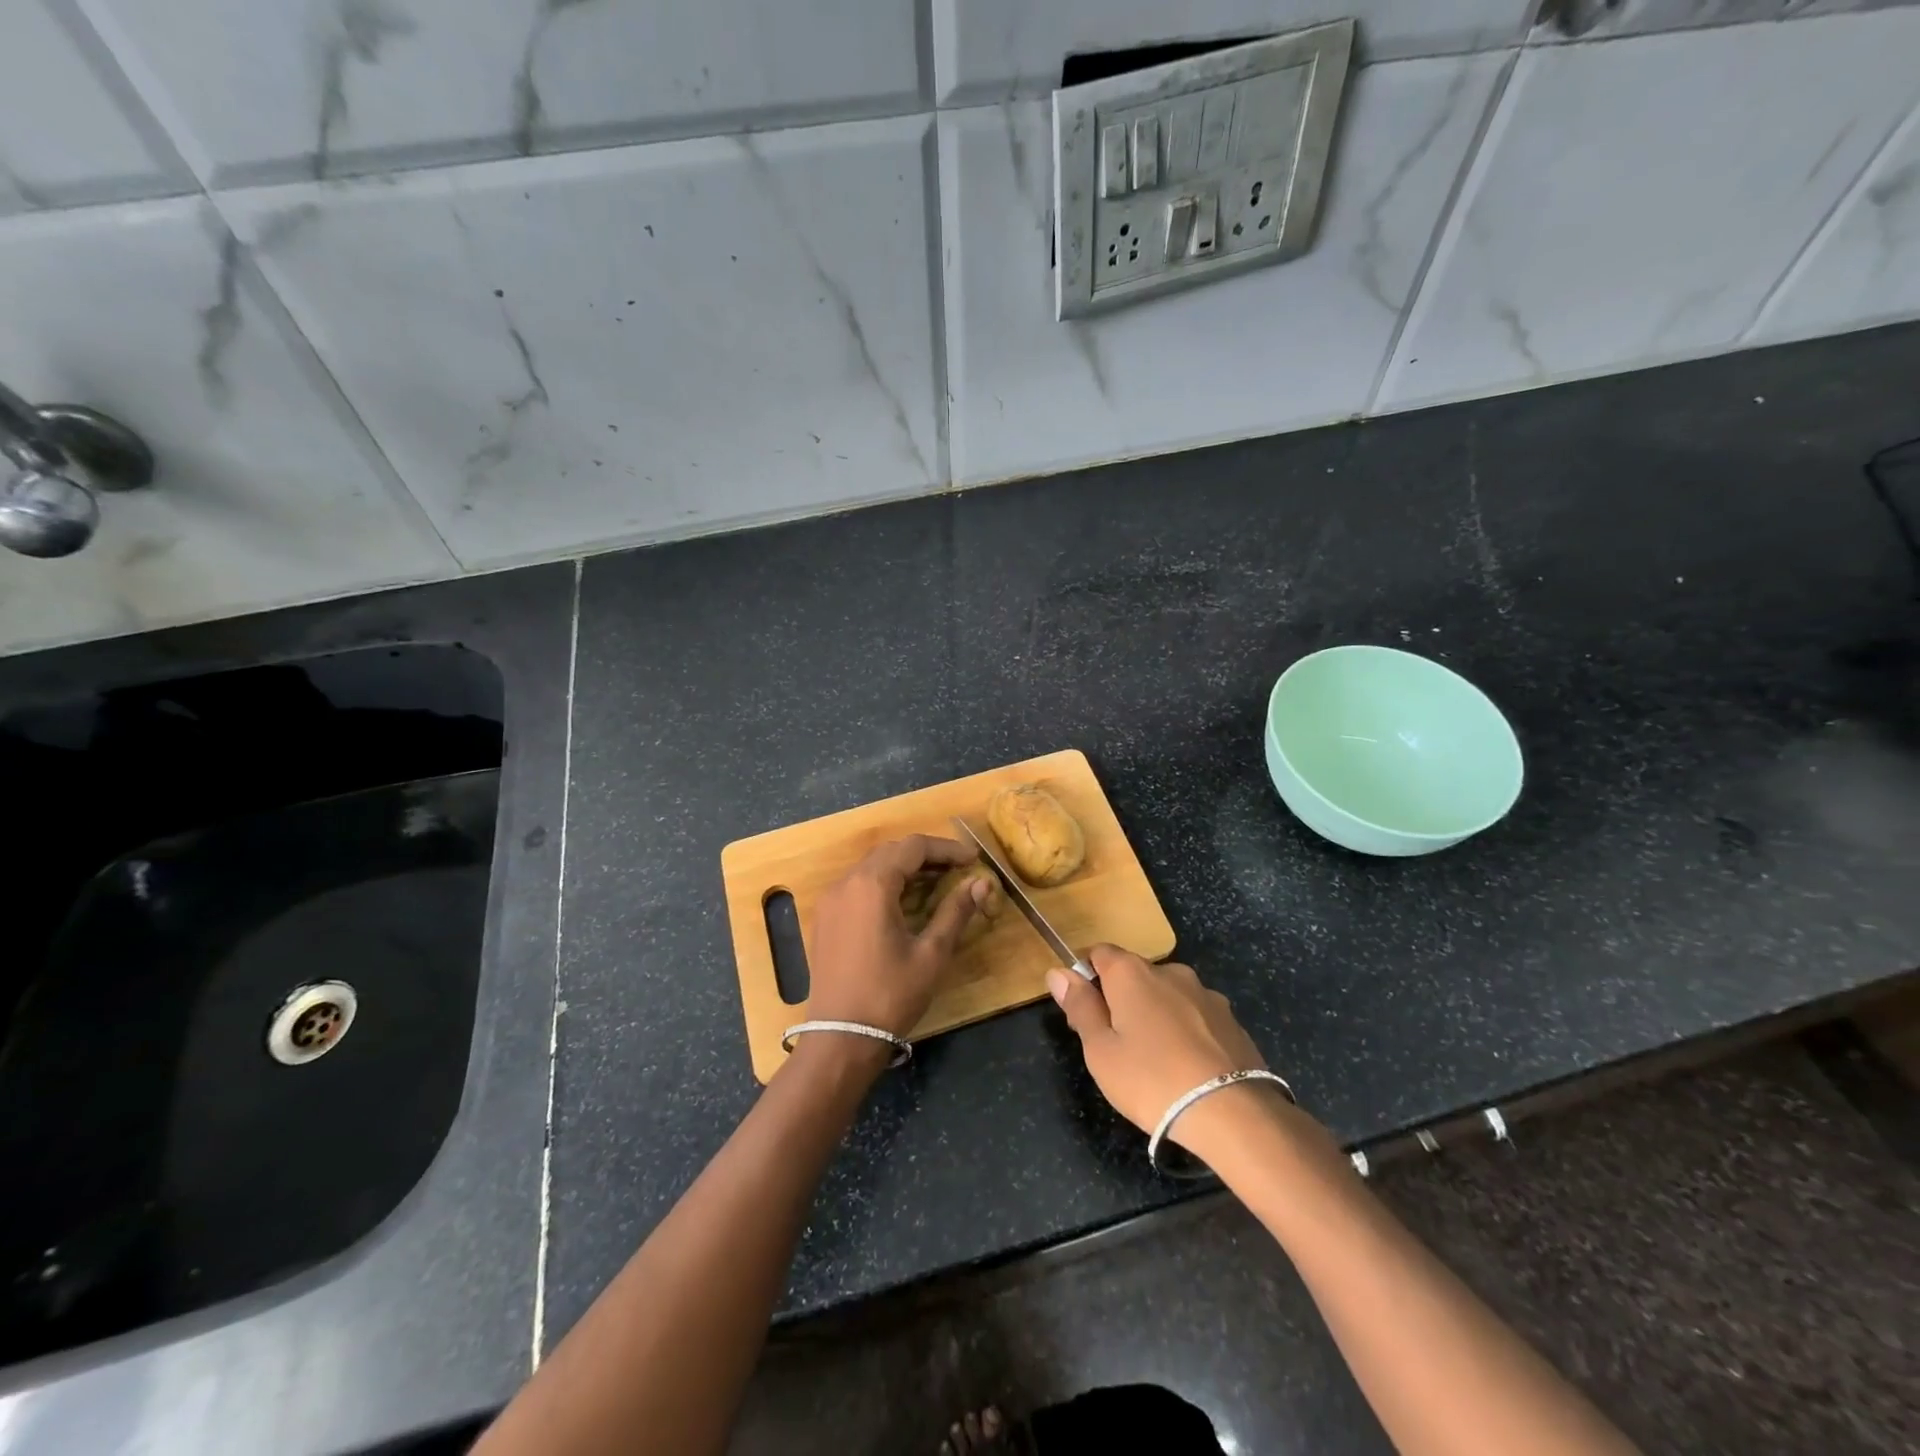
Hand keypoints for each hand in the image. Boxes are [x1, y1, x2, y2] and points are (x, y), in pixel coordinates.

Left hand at [805, 835, 988, 1038]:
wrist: (841, 1037)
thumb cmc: (890, 995)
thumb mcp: (931, 954)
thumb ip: (955, 912)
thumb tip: (981, 883)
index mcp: (872, 885)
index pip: (913, 847)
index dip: (946, 849)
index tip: (973, 860)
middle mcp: (847, 883)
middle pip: (891, 851)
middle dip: (926, 855)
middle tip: (958, 869)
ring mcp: (831, 900)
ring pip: (872, 866)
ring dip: (905, 868)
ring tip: (937, 883)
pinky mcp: (826, 918)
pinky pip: (858, 885)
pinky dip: (884, 883)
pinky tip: (905, 902)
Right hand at [1046, 946, 1273, 1145]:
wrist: (1234, 1115)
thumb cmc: (1152, 1080)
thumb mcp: (1100, 1050)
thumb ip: (1080, 1007)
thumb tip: (1058, 972)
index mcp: (1132, 972)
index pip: (1098, 953)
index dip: (1086, 979)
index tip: (1085, 1016)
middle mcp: (1170, 971)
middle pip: (1134, 975)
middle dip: (1121, 1001)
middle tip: (1117, 1048)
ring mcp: (1206, 994)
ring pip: (1167, 997)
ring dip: (1156, 1017)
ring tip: (1157, 1064)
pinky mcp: (1232, 1020)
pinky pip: (1196, 1018)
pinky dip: (1186, 1033)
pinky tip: (1188, 1070)